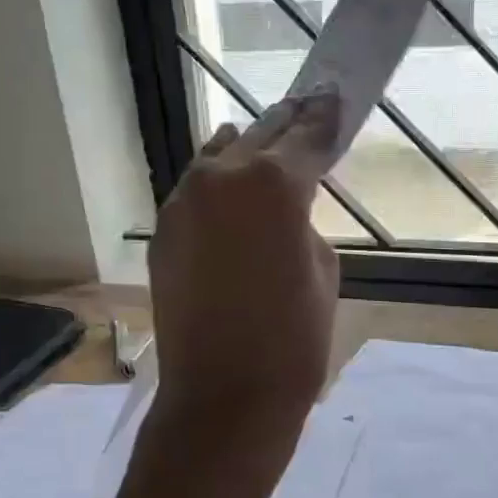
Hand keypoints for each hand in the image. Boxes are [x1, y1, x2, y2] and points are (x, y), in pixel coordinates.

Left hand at [148, 95, 339, 430]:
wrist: (224, 399)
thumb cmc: (294, 343)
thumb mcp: (324, 273)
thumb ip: (305, 225)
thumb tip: (285, 214)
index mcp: (273, 185)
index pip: (307, 137)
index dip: (325, 118)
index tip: (334, 98)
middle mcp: (221, 179)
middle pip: (259, 136)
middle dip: (287, 126)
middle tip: (307, 110)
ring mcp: (183, 205)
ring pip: (218, 159)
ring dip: (245, 152)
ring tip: (266, 149)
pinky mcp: (163, 235)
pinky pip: (196, 194)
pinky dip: (217, 189)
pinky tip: (230, 198)